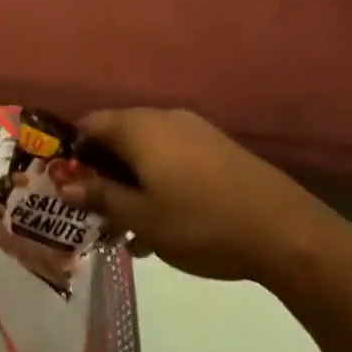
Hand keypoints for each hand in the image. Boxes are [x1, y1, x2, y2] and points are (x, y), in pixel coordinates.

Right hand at [59, 108, 347, 283]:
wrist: (287, 232)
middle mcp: (163, 118)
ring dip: (129, 183)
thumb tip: (64, 185)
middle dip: (100, 173)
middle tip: (93, 211)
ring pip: (145, 152)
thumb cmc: (201, 222)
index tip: (63, 185)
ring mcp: (195, 132)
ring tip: (126, 228)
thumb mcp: (142, 217)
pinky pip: (172, 159)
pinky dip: (158, 183)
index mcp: (139, 127)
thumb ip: (100, 198)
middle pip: (116, 137)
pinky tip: (162, 225)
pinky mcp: (217, 150)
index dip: (70, 153)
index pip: (88, 125)